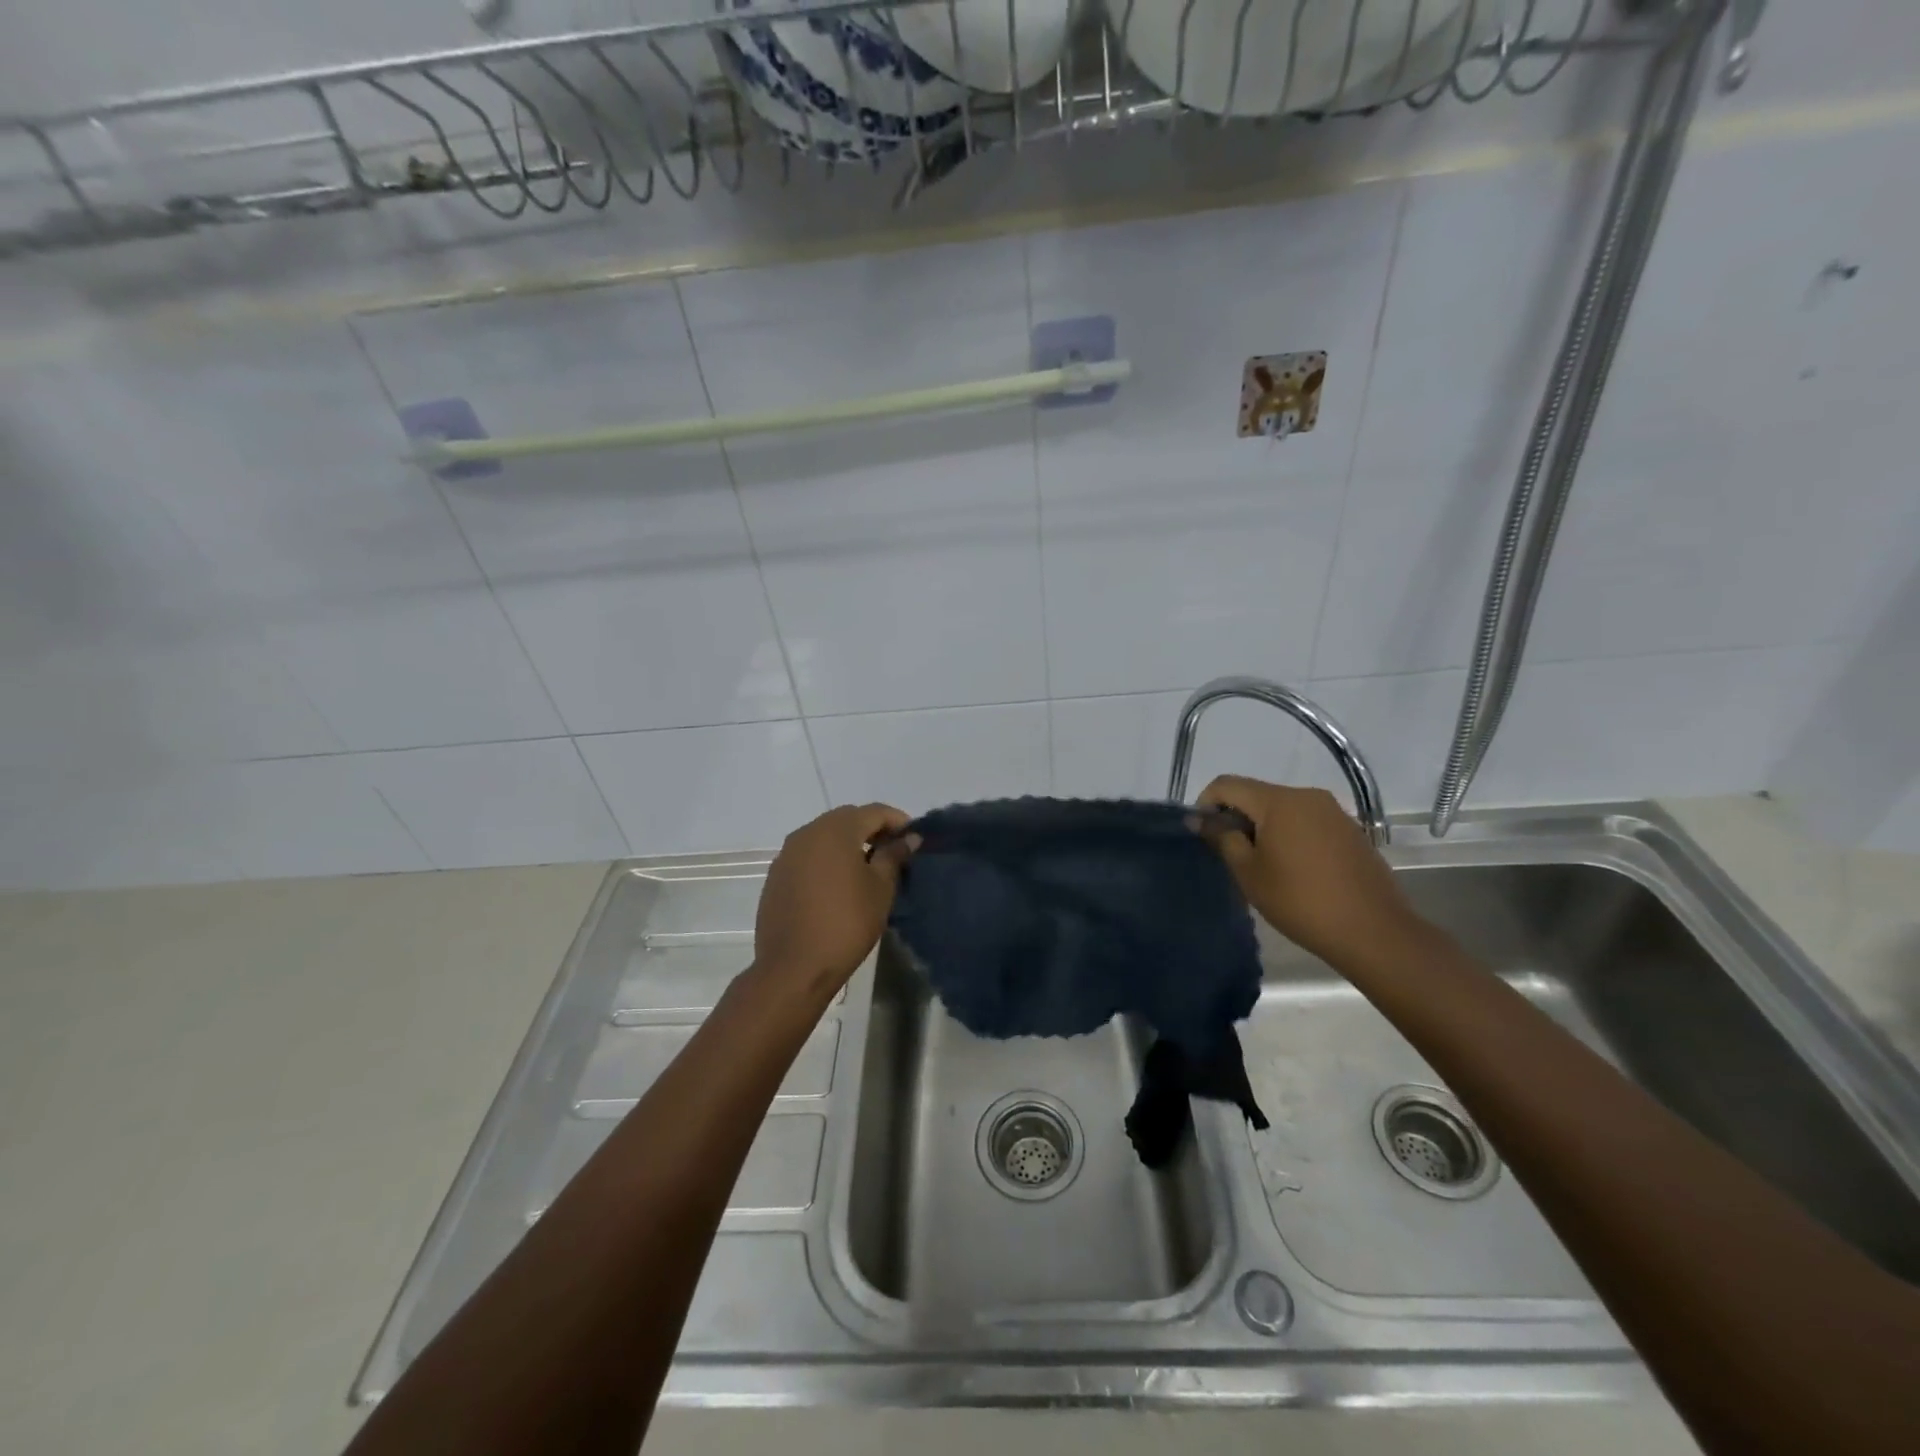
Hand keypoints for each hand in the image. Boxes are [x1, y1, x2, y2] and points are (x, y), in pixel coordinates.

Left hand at [754, 803, 913, 993]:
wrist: (794, 968)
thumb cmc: (846, 924)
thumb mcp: (881, 889)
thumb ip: (894, 856)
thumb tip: (908, 837)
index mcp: (835, 830)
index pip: (874, 812)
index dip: (897, 821)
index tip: (914, 839)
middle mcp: (807, 833)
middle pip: (846, 819)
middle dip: (872, 829)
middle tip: (893, 851)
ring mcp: (786, 855)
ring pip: (824, 836)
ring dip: (847, 844)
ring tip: (868, 868)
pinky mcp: (776, 877)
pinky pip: (808, 856)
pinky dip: (827, 860)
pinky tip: (838, 884)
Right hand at [1198, 776, 1420, 967]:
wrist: (1373, 932)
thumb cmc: (1300, 901)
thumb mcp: (1249, 872)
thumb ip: (1222, 839)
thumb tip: (1200, 820)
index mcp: (1279, 801)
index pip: (1227, 784)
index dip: (1206, 804)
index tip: (1204, 835)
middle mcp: (1307, 796)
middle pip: (1257, 794)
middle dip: (1237, 817)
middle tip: (1231, 855)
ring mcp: (1334, 812)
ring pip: (1283, 808)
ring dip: (1264, 827)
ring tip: (1263, 865)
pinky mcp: (1350, 830)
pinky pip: (1307, 821)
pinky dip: (1290, 835)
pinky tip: (1295, 869)